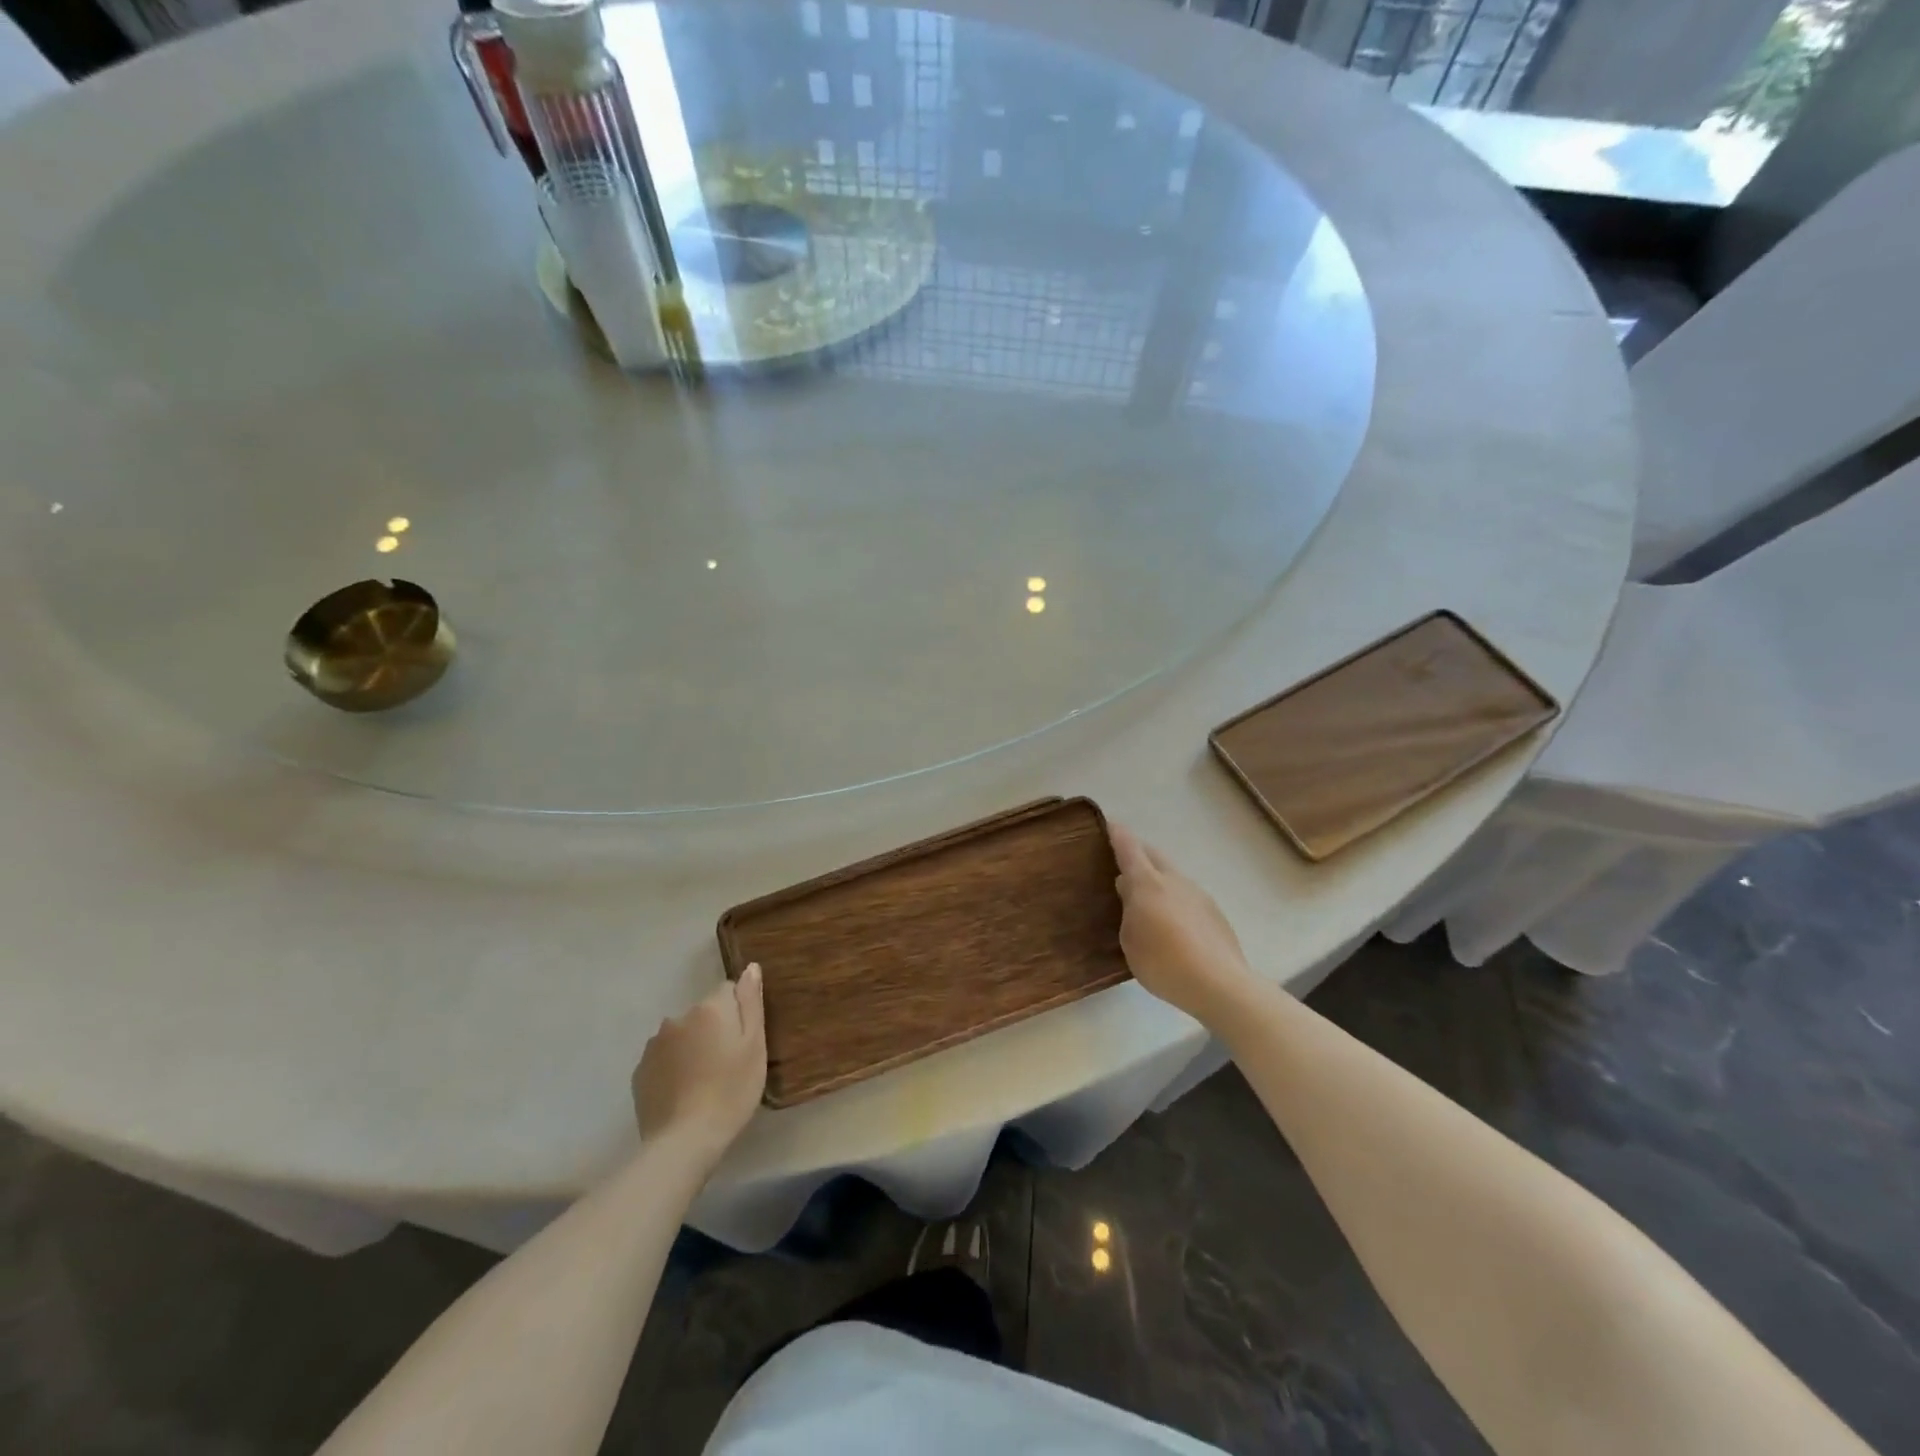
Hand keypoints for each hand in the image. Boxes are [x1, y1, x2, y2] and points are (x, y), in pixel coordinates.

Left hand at [632, 966, 766, 1163]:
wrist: (683, 1142)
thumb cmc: (731, 1091)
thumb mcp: (754, 1046)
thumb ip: (751, 1003)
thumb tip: (750, 967)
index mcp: (709, 1009)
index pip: (727, 991)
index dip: (738, 1014)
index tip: (743, 1042)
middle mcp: (677, 1018)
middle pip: (703, 1013)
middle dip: (714, 1029)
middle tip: (727, 1064)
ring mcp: (654, 1045)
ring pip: (681, 1035)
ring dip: (692, 1047)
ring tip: (703, 1081)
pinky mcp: (639, 1071)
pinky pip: (664, 1058)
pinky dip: (673, 1067)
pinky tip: (683, 1093)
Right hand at [1111, 825, 1255, 1024]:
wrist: (1220, 984)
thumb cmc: (1163, 962)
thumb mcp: (1130, 941)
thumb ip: (1127, 911)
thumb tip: (1129, 891)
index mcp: (1147, 883)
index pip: (1129, 848)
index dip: (1117, 834)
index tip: (1109, 823)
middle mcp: (1174, 880)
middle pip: (1153, 855)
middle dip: (1138, 853)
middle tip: (1123, 862)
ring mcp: (1198, 894)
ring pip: (1172, 875)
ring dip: (1158, 878)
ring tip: (1147, 898)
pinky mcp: (1214, 912)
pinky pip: (1187, 896)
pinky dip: (1174, 899)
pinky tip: (1172, 923)